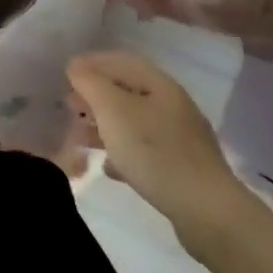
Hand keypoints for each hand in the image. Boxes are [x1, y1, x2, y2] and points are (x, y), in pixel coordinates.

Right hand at [67, 51, 254, 262]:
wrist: (206, 212)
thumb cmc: (154, 152)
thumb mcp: (113, 111)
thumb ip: (91, 83)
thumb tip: (76, 67)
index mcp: (160, 85)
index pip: (121, 61)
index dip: (92, 63)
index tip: (66, 74)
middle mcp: (172, 105)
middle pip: (127, 91)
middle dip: (96, 96)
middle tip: (69, 106)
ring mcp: (180, 138)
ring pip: (134, 122)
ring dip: (105, 125)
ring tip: (80, 137)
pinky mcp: (181, 168)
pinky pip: (145, 151)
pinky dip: (123, 153)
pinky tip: (109, 167)